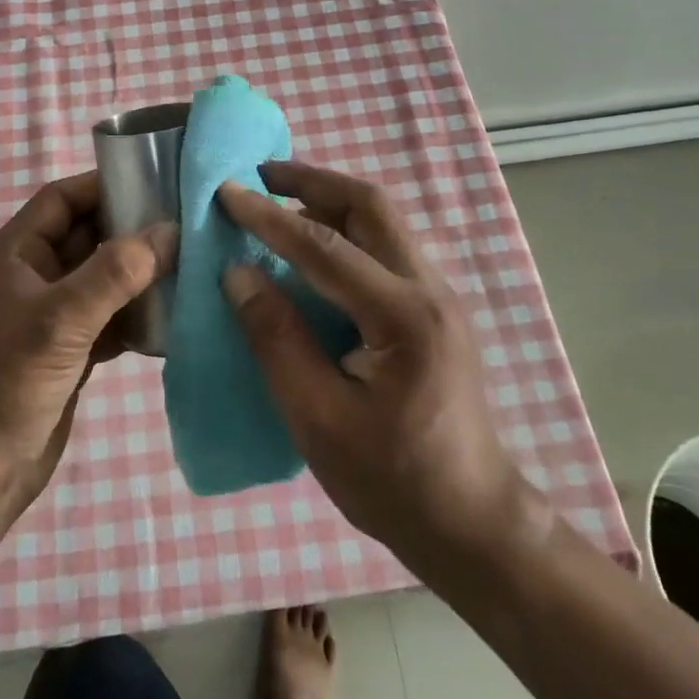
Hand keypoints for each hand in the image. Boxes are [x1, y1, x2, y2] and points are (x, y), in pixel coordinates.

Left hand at [0, 172, 175, 518]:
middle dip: (133, 231)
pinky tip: (173, 317)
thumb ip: (115, 273)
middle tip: (187, 224)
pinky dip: (136, 315)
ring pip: (102, 278)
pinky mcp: (68, 351)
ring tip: (191, 265)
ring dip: (140, 275)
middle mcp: (31, 277)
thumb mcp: (61, 321)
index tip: (158, 182)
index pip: (62, 199)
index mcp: (14, 255)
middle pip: (88, 236)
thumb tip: (170, 231)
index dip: (105, 185)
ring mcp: (50, 316)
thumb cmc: (6, 385)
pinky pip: (109, 317)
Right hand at [218, 162, 551, 576]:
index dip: (269, 218)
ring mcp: (438, 297)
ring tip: (279, 201)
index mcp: (403, 317)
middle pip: (370, 207)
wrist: (472, 523)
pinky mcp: (434, 310)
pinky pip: (385, 248)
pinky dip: (345, 232)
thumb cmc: (392, 481)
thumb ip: (277, 339)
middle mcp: (429, 290)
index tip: (226, 192)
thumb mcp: (318, 419)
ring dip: (329, 202)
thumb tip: (238, 274)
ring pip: (382, 222)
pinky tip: (312, 250)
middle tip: (261, 175)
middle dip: (312, 182)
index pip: (324, 248)